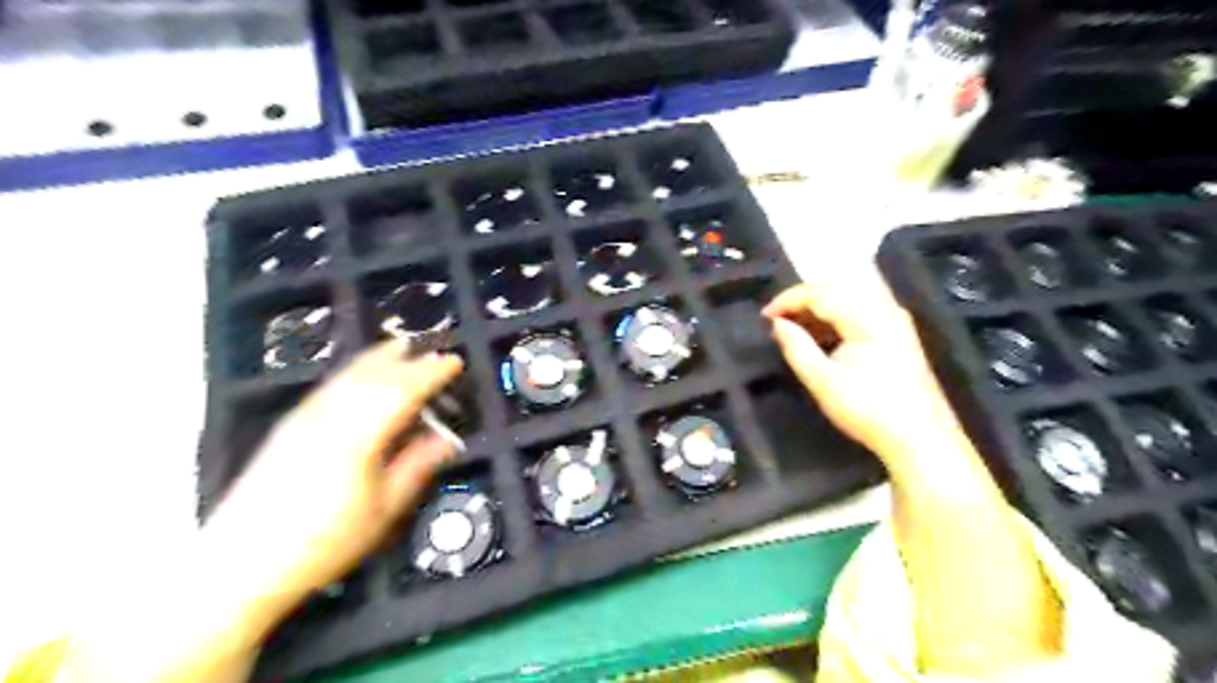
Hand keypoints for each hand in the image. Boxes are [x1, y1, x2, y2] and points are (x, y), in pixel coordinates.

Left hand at [200, 343, 463, 627]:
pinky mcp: (290, 424)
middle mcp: (329, 416)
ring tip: (403, 347)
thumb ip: (416, 466)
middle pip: (375, 375)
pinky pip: (330, 385)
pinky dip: (354, 371)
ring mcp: (305, 417)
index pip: (402, 390)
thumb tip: (447, 439)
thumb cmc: (323, 542)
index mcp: (358, 436)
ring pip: (348, 375)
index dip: (432, 373)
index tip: (456, 363)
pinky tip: (362, 373)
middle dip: (409, 361)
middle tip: (436, 354)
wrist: (240, 564)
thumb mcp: (383, 510)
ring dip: (380, 357)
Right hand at [762, 263, 964, 457]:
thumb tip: (777, 324)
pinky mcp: (896, 335)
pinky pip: (858, 314)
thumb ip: (797, 348)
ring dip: (816, 310)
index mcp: (869, 318)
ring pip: (847, 301)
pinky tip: (818, 336)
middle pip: (836, 291)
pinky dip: (833, 320)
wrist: (921, 439)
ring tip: (791, 327)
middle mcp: (885, 310)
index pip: (822, 293)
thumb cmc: (869, 410)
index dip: (789, 299)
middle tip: (775, 320)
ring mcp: (894, 322)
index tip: (764, 316)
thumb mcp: (824, 382)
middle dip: (801, 302)